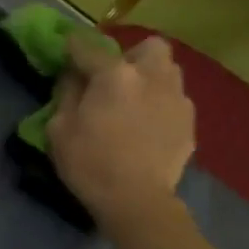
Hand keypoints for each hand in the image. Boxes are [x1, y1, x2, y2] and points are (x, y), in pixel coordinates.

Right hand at [48, 32, 196, 231]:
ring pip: (168, 71)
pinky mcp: (189, 122)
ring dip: (151, 78)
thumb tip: (73, 77)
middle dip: (132, 56)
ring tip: (136, 102)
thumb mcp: (59, 130)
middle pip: (148, 47)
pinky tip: (149, 127)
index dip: (75, 46)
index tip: (68, 47)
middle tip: (116, 78)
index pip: (89, 48)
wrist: (137, 201)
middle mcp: (151, 76)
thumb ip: (66, 95)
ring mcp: (176, 98)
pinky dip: (161, 106)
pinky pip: (174, 101)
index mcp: (115, 75)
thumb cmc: (90, 164)